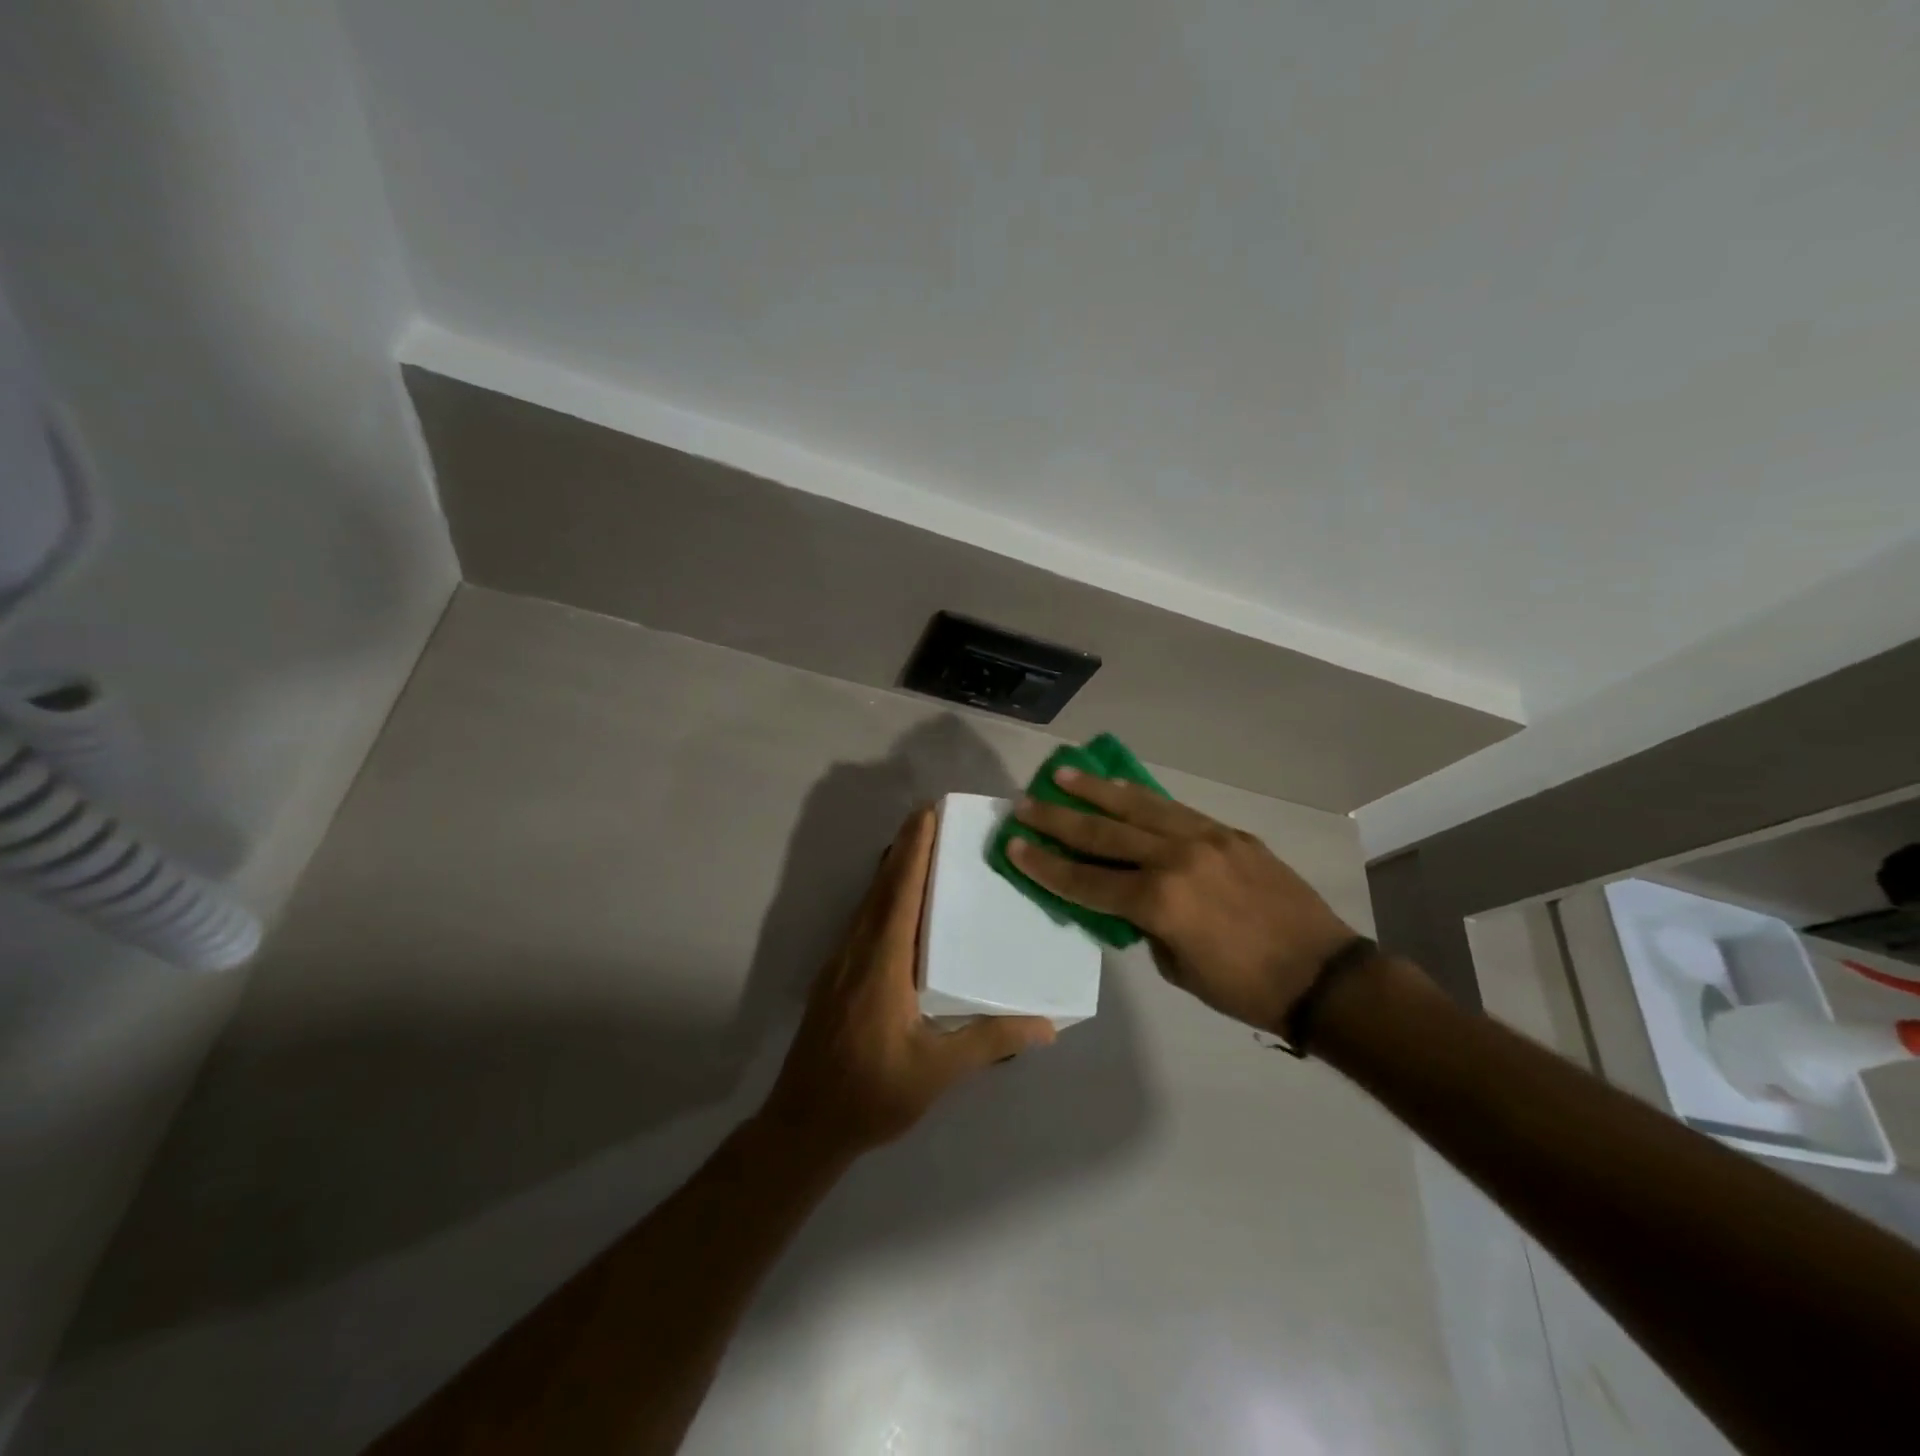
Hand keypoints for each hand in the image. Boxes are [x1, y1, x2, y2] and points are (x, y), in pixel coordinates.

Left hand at [761, 806, 1056, 1160]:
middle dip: (904, 848)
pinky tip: (899, 905)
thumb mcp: (936, 1071)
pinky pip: (863, 920)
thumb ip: (989, 1042)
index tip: (927, 813)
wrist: (804, 1124)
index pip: (900, 893)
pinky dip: (883, 896)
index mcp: (882, 963)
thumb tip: (1046, 1025)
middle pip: (882, 887)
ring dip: (892, 870)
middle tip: (931, 817)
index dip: (913, 851)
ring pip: (868, 902)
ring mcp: (842, 962)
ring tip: (919, 849)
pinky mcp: (837, 976)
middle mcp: (858, 950)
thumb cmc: (871, 1093)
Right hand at [1010, 770, 1357, 1033]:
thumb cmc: (1245, 987)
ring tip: (1062, 775)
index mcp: (1159, 901)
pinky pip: (1174, 809)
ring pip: (1137, 807)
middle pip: (1103, 833)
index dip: (1045, 865)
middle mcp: (1175, 859)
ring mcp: (1204, 839)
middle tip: (1024, 803)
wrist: (1322, 974)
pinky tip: (1120, 787)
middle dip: (1057, 819)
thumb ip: (1145, 927)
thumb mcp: (1178, 968)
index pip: (1086, 880)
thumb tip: (1128, 901)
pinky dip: (1141, 797)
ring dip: (1095, 791)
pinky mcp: (1228, 833)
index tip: (1013, 845)